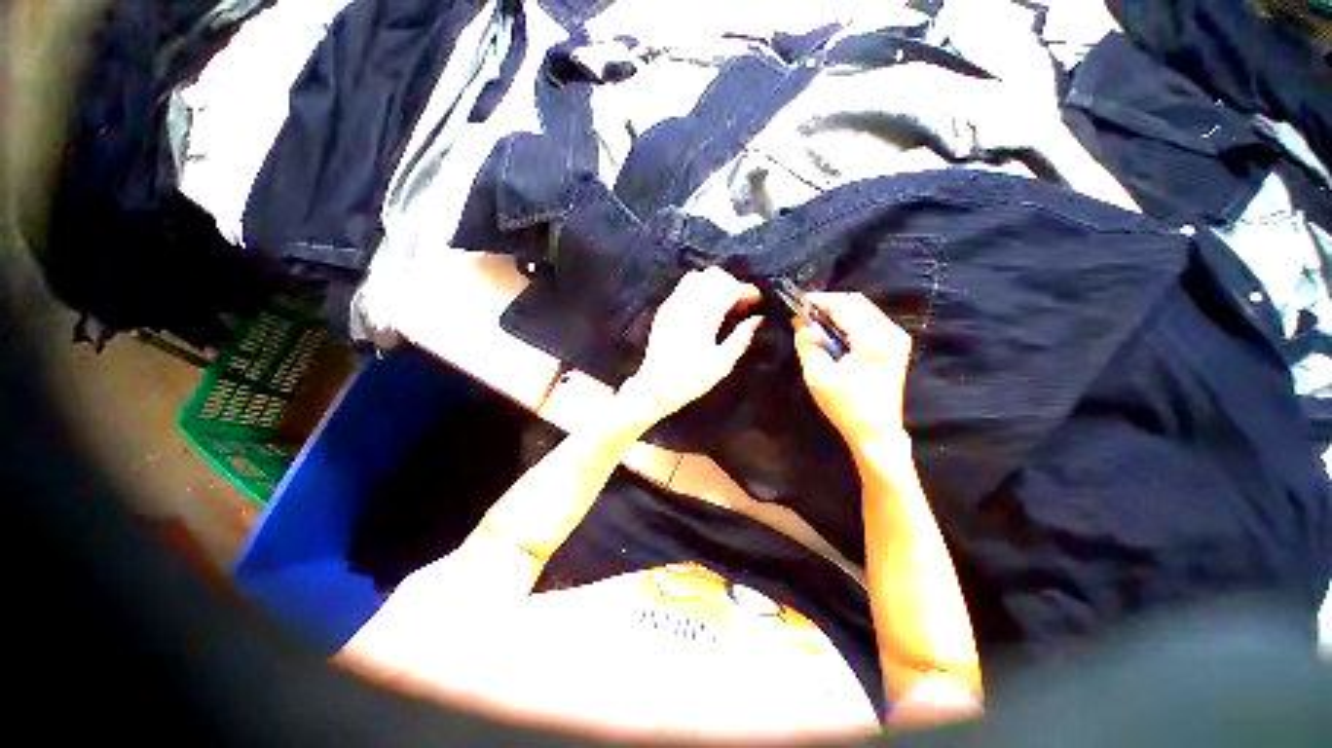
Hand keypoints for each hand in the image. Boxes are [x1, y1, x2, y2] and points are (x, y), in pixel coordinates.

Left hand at [618, 267, 761, 426]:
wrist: (655, 387)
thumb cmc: (691, 380)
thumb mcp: (722, 364)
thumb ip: (741, 338)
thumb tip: (758, 319)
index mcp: (702, 320)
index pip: (728, 289)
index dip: (746, 290)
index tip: (757, 300)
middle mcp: (686, 306)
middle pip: (713, 276)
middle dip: (732, 283)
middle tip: (742, 303)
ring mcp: (672, 305)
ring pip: (697, 276)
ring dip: (715, 283)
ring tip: (725, 302)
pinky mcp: (664, 310)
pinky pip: (684, 286)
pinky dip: (700, 288)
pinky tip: (706, 307)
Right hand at [793, 293, 912, 453]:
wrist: (876, 432)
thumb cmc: (846, 406)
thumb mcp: (818, 376)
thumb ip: (808, 344)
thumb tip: (800, 321)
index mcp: (875, 340)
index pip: (845, 306)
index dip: (819, 301)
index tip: (797, 302)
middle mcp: (891, 332)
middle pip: (856, 302)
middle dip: (828, 304)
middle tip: (803, 312)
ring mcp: (896, 338)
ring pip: (863, 309)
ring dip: (837, 311)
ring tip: (814, 321)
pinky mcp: (894, 346)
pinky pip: (868, 320)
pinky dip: (847, 320)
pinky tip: (831, 331)